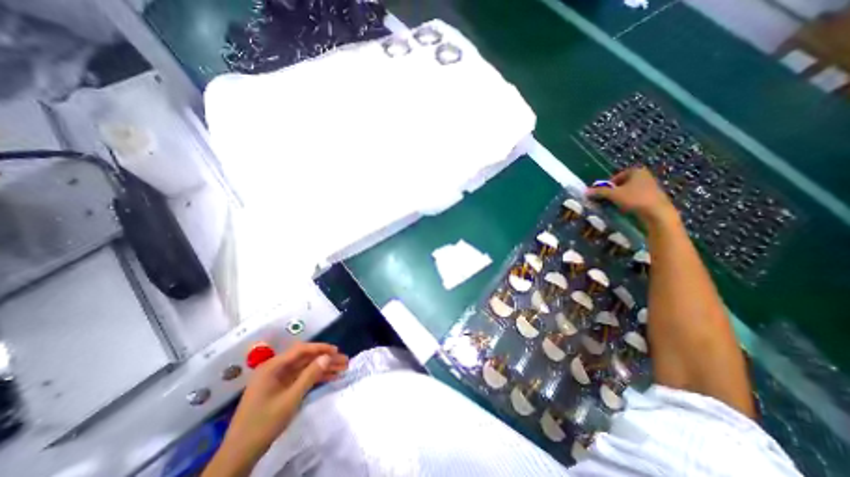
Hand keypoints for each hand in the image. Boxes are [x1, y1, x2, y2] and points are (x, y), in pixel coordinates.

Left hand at [202, 342, 345, 476]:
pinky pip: (300, 378)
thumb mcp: (290, 399)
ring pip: (305, 368)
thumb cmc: (263, 424)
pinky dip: (315, 377)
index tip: (337, 350)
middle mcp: (275, 369)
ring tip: (342, 369)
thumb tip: (327, 356)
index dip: (320, 348)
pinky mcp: (280, 389)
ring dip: (323, 368)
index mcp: (272, 367)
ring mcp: (277, 379)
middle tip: (344, 361)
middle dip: (325, 359)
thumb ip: (310, 376)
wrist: (238, 456)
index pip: (301, 350)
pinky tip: (330, 378)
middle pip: (305, 358)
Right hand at [585, 166, 677, 225]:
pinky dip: (629, 202)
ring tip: (616, 206)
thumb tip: (585, 192)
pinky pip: (636, 197)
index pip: (615, 177)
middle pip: (622, 184)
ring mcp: (651, 186)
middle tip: (607, 200)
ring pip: (629, 191)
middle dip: (614, 192)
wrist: (657, 212)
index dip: (607, 185)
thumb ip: (599, 192)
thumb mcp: (613, 195)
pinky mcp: (654, 196)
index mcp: (636, 171)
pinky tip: (627, 209)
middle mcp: (644, 175)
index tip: (603, 194)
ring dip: (620, 197)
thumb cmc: (635, 199)